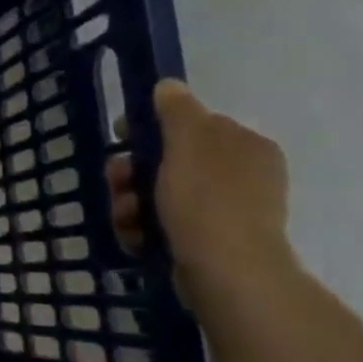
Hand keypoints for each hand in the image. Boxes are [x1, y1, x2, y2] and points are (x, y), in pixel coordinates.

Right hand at [107, 79, 295, 299]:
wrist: (227, 274)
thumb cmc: (207, 200)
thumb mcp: (188, 142)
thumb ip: (177, 109)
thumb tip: (169, 86)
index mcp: (245, 147)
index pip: (192, 125)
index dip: (152, 128)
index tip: (121, 138)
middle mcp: (241, 177)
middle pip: (169, 162)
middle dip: (133, 172)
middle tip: (117, 181)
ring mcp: (226, 214)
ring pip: (161, 196)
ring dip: (132, 202)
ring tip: (125, 217)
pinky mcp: (208, 245)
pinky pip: (165, 226)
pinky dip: (144, 229)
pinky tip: (135, 237)